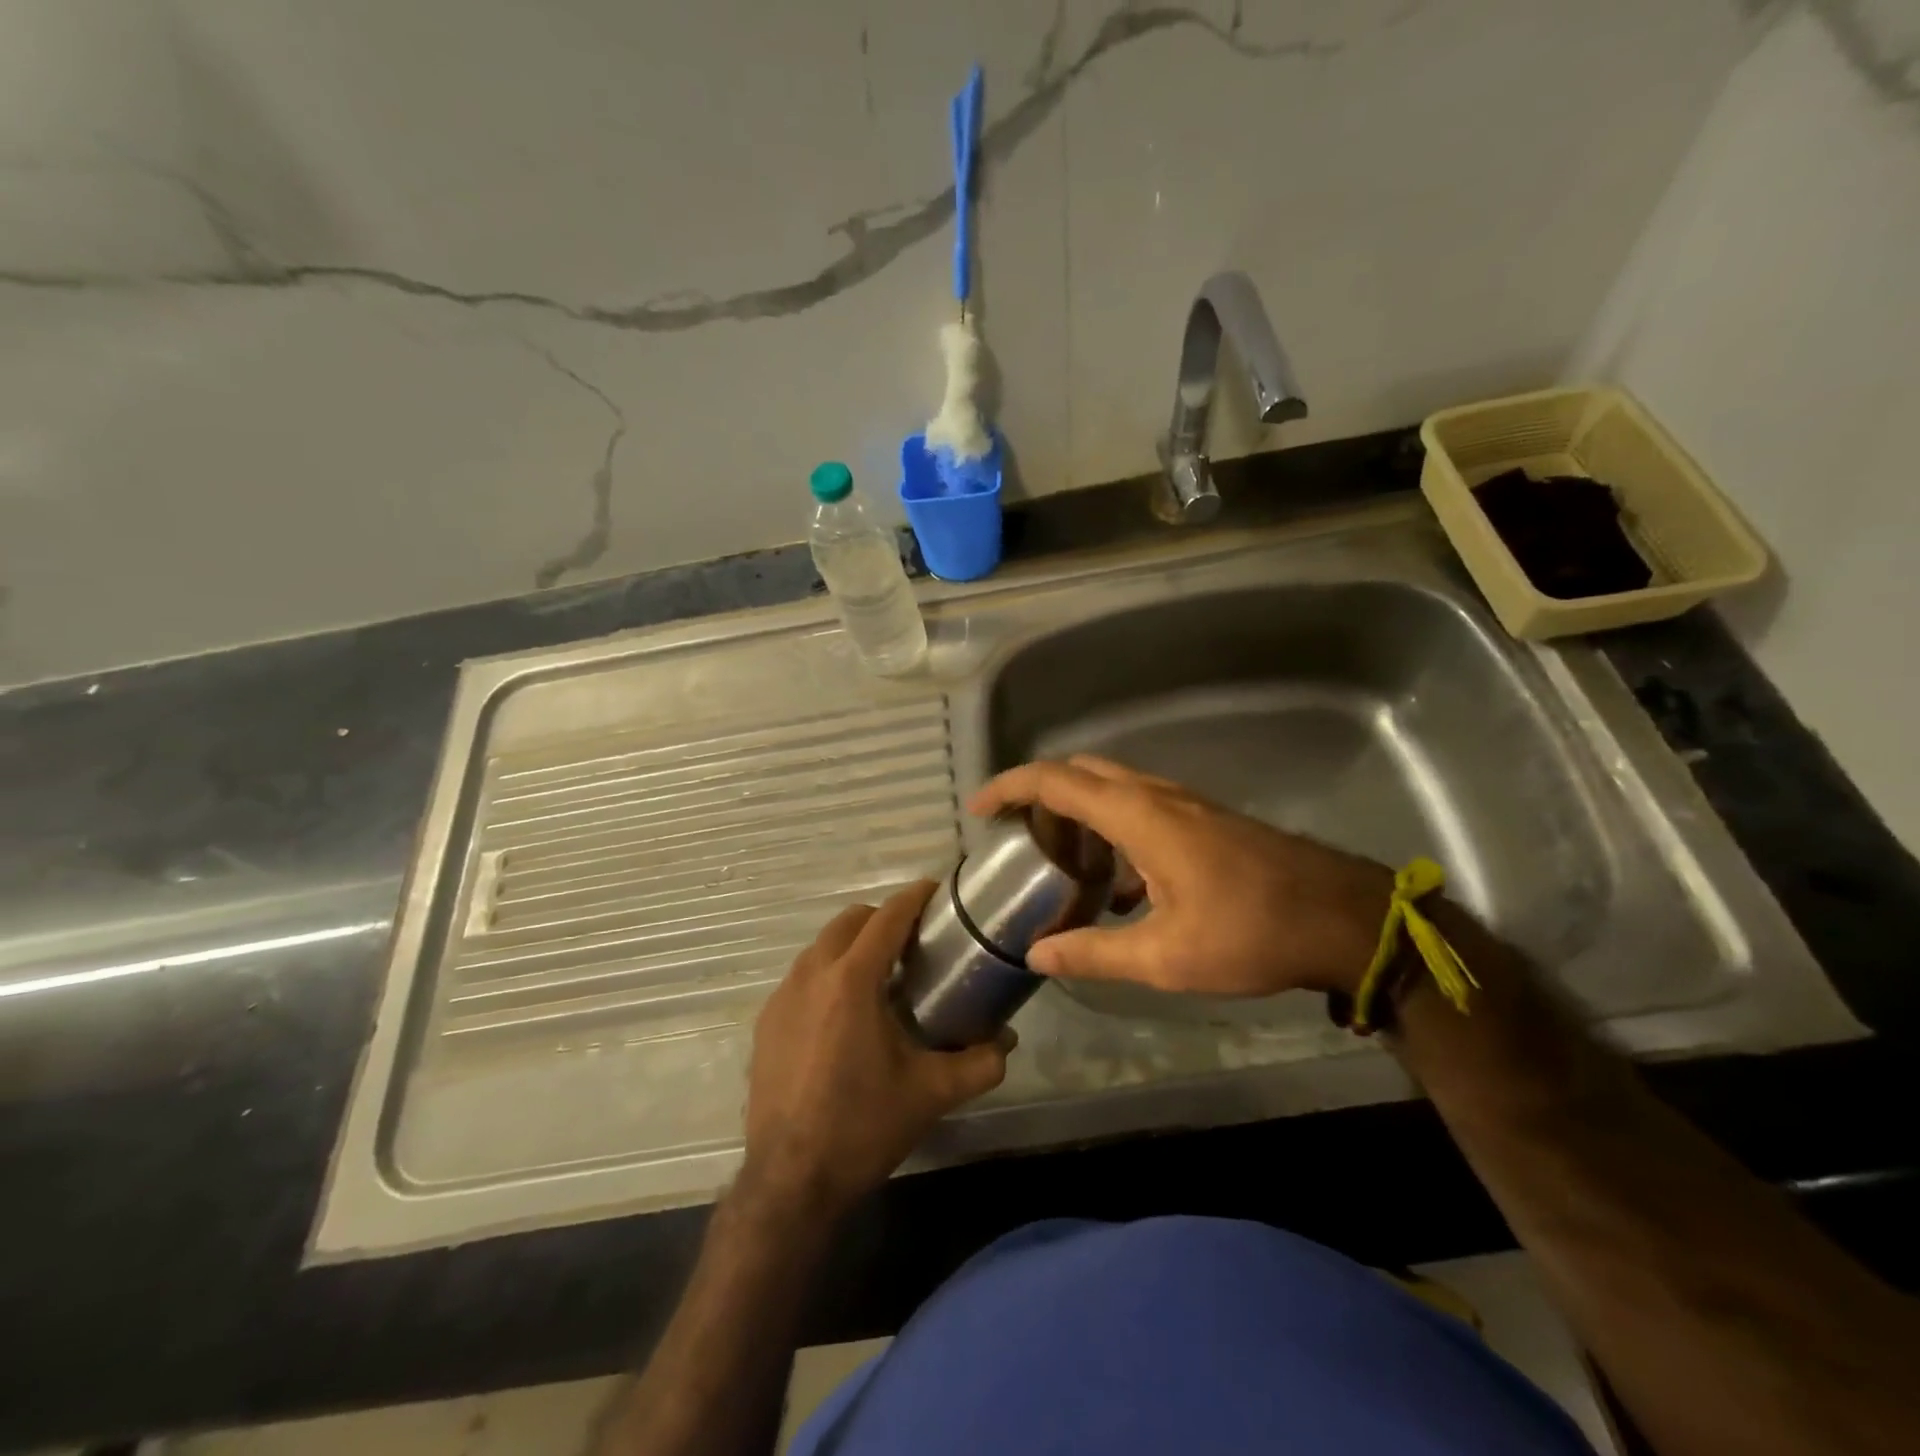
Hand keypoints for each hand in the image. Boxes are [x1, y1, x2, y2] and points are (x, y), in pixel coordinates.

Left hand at [743, 881, 1008, 1216]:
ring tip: (882, 976)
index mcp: (852, 981)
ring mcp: (782, 997)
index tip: (936, 891)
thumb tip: (1007, 1040)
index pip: (887, 918)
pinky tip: (845, 1014)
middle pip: (849, 921)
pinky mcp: (766, 1022)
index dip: (914, 898)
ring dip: (852, 946)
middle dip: (882, 919)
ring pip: (822, 946)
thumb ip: (980, 1062)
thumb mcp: (932, 1093)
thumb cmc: (864, 1126)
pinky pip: (802, 976)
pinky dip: (828, 974)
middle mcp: (811, 975)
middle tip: (913, 942)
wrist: (790, 1181)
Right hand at [970, 756, 1393, 997]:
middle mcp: (1157, 796)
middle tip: (1014, 833)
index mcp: (1139, 816)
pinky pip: (1140, 806)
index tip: (979, 809)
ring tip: (1058, 860)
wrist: (1342, 917)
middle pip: (1081, 772)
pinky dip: (1110, 828)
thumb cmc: (1252, 932)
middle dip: (1040, 793)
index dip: (1011, 787)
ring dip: (1078, 810)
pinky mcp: (1204, 819)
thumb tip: (1037, 954)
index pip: (1057, 781)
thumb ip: (1095, 953)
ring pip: (1112, 787)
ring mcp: (1185, 803)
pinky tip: (1117, 886)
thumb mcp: (1166, 957)